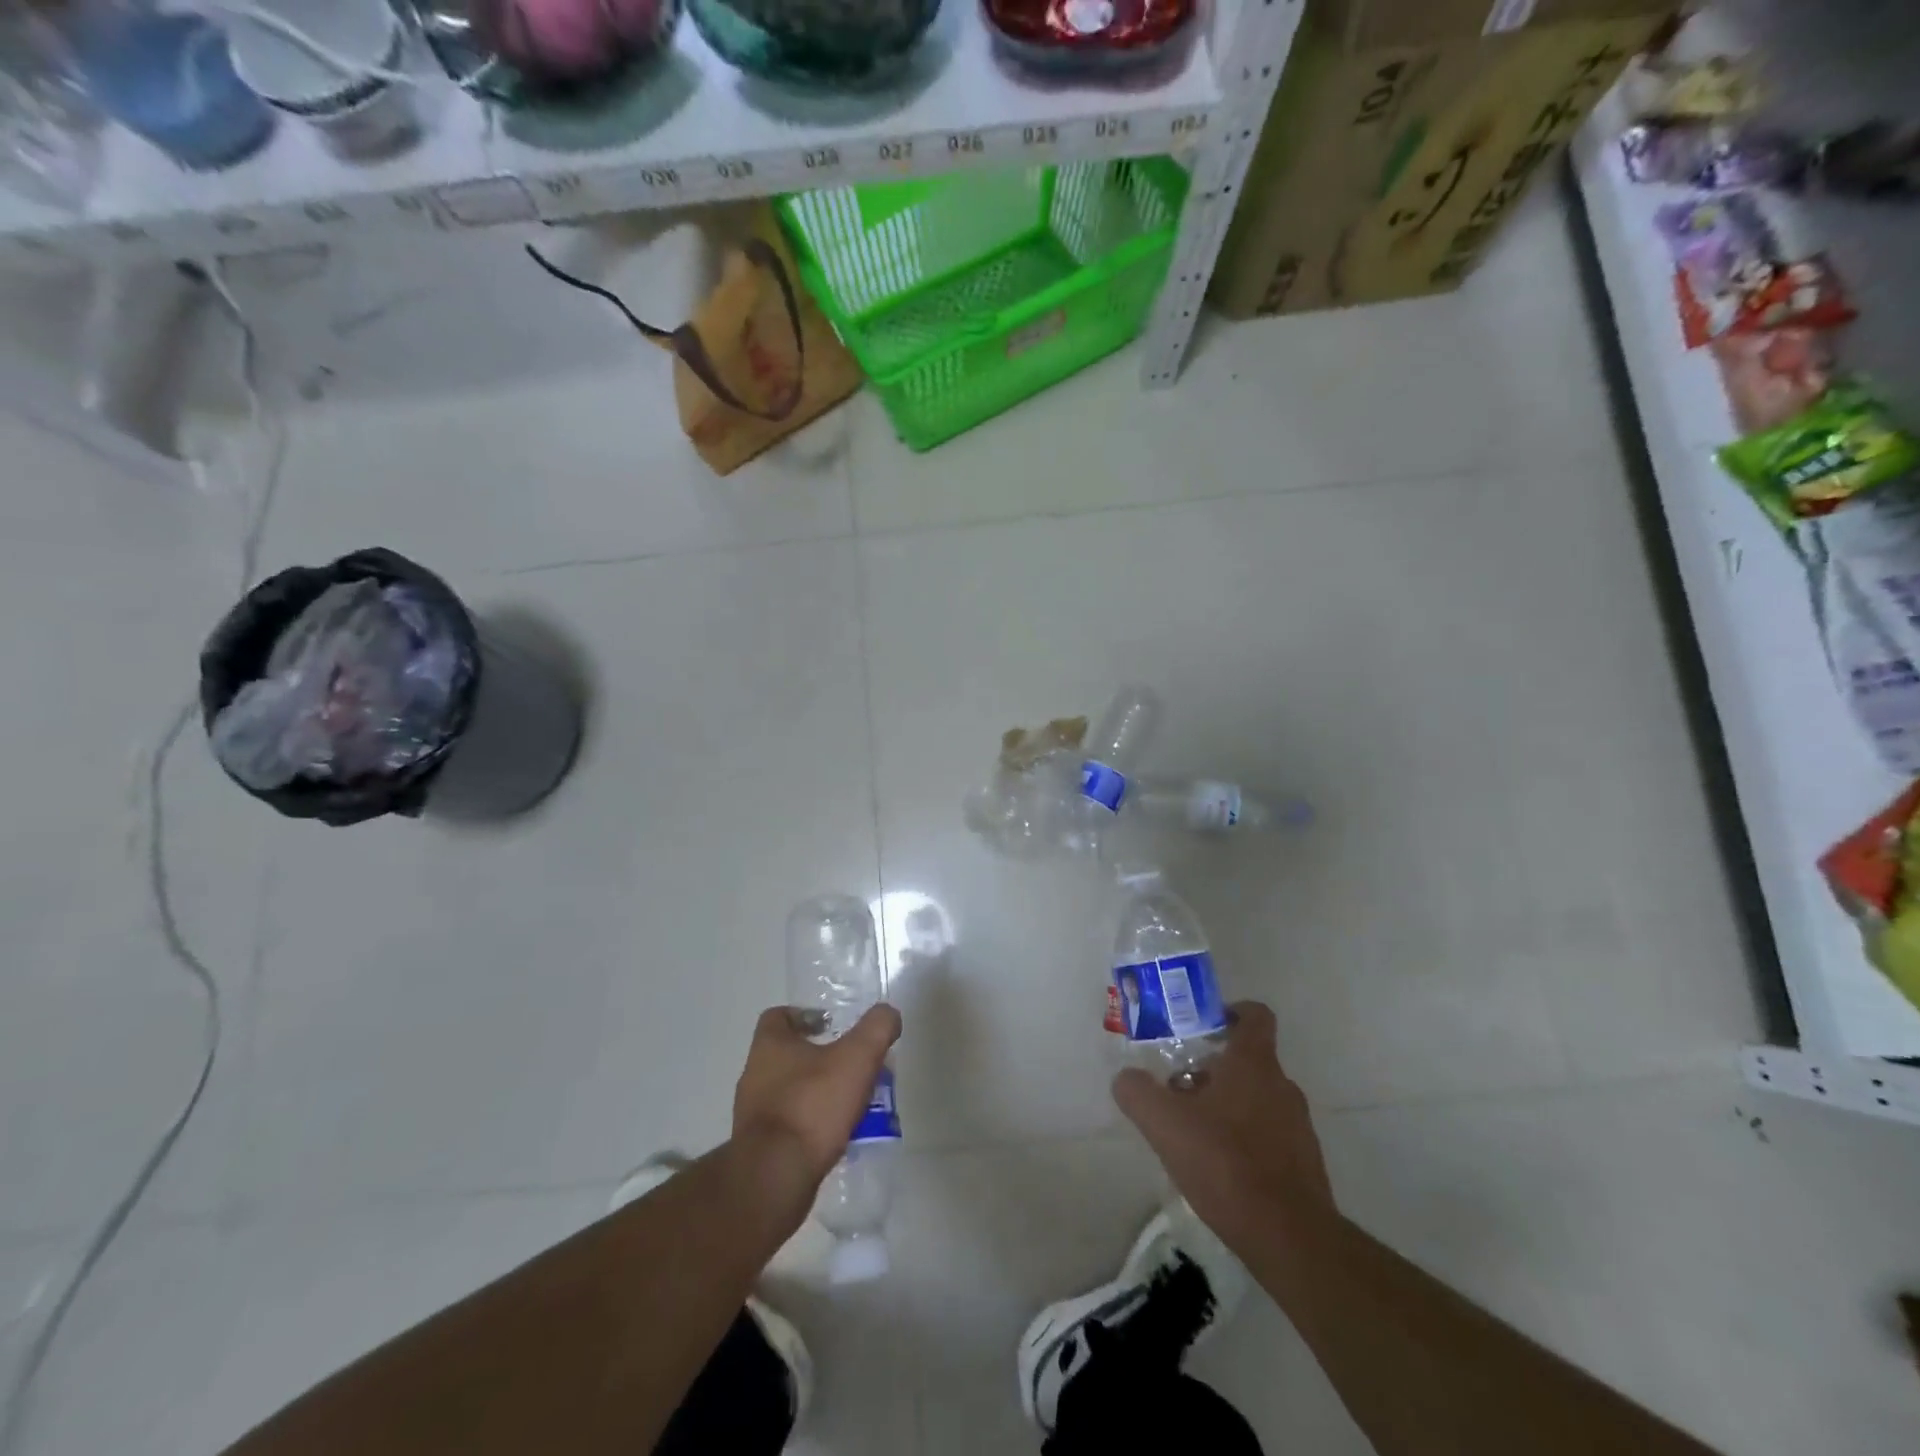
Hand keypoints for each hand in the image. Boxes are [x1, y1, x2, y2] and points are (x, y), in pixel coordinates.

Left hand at [733, 1004, 901, 1184]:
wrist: (775, 1178)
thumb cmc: (812, 1105)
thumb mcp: (857, 1057)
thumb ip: (877, 1028)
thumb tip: (888, 1014)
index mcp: (769, 1046)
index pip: (779, 1016)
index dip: (806, 1016)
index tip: (833, 1025)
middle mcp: (754, 1075)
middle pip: (788, 1055)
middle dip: (821, 1058)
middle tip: (853, 1067)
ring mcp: (753, 1114)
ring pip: (791, 1092)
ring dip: (818, 1093)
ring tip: (851, 1104)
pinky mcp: (758, 1149)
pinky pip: (789, 1126)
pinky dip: (811, 1125)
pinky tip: (837, 1136)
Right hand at [1112, 1001, 1331, 1248]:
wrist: (1289, 1238)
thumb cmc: (1225, 1163)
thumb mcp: (1163, 1123)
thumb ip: (1137, 1092)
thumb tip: (1126, 1079)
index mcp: (1254, 1063)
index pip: (1255, 1015)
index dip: (1230, 1012)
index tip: (1203, 1027)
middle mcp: (1282, 1086)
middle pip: (1248, 1061)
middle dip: (1214, 1069)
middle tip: (1179, 1090)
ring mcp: (1299, 1127)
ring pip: (1258, 1100)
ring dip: (1228, 1107)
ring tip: (1194, 1135)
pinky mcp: (1304, 1165)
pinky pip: (1270, 1137)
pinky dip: (1245, 1142)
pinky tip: (1220, 1170)